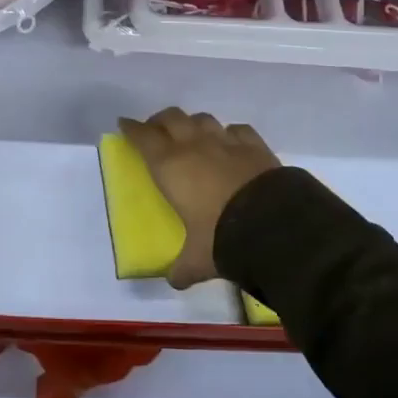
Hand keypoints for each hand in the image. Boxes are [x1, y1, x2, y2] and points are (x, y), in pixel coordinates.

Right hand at [118, 109, 280, 288]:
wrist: (272, 224)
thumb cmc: (221, 237)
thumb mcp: (197, 258)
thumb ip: (183, 267)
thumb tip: (175, 280)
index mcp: (170, 166)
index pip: (143, 137)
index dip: (132, 129)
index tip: (125, 124)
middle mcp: (194, 146)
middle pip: (171, 117)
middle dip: (160, 121)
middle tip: (156, 131)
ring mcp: (225, 141)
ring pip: (202, 119)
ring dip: (193, 124)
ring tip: (192, 135)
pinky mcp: (254, 145)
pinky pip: (237, 129)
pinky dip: (229, 133)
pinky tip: (230, 142)